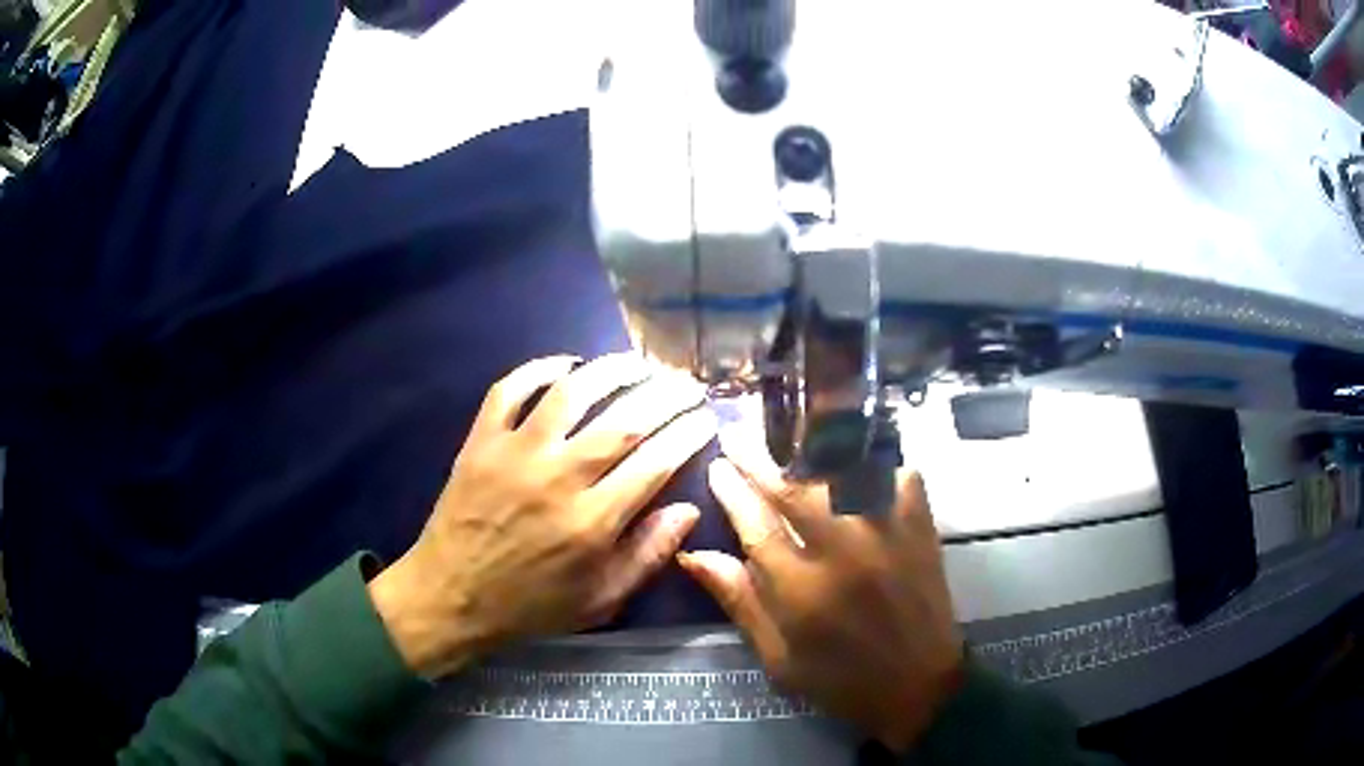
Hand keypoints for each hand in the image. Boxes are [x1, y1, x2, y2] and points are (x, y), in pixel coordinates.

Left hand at [369, 353, 715, 677]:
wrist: (451, 597)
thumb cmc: (531, 606)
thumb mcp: (601, 600)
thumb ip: (648, 555)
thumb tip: (689, 508)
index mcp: (593, 522)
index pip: (656, 462)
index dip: (688, 434)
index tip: (707, 418)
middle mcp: (559, 478)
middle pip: (625, 420)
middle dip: (666, 395)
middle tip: (687, 384)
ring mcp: (515, 453)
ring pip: (572, 392)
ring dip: (612, 370)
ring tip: (639, 364)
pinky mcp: (481, 441)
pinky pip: (510, 389)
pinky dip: (539, 369)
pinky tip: (566, 365)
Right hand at [678, 445, 963, 752]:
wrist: (919, 688)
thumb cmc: (840, 680)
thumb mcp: (778, 657)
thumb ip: (739, 601)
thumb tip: (694, 555)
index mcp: (802, 592)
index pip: (757, 525)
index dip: (733, 491)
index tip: (717, 467)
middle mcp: (844, 554)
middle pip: (795, 489)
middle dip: (760, 458)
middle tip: (738, 433)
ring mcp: (888, 536)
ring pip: (845, 474)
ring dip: (812, 451)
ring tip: (788, 435)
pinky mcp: (921, 531)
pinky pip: (899, 478)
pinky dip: (879, 464)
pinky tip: (860, 460)